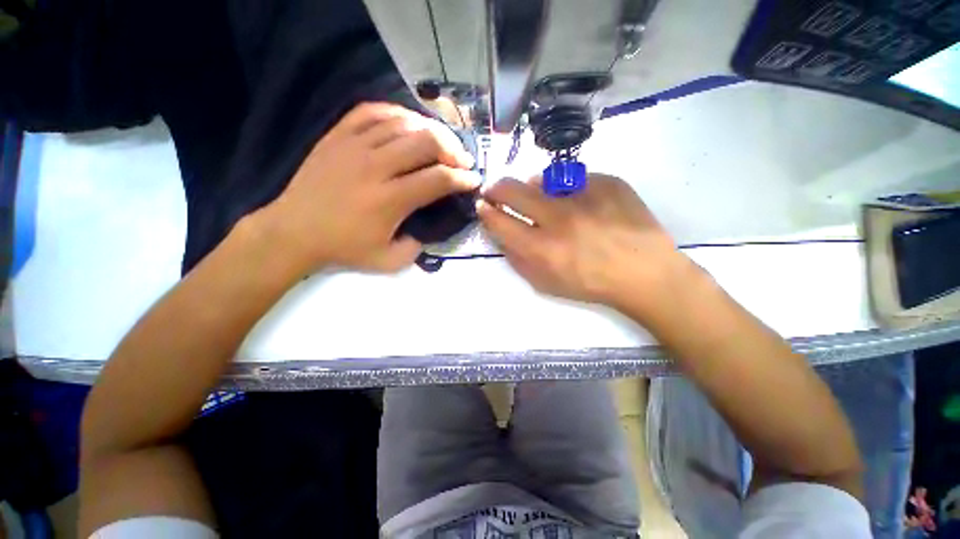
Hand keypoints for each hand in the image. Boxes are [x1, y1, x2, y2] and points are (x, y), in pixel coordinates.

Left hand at [254, 103, 478, 273]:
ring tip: (441, 141)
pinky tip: (409, 122)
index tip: (473, 180)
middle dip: (453, 149)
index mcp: (390, 200)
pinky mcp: (337, 136)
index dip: (462, 178)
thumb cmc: (343, 249)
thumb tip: (428, 228)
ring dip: (430, 130)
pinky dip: (397, 113)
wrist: (293, 232)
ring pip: (402, 123)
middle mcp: (375, 167)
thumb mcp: (388, 261)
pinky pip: (372, 111)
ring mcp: (354, 146)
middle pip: (426, 142)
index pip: (438, 179)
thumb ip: (417, 247)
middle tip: (462, 160)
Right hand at [477, 174, 694, 312]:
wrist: (644, 273)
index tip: (483, 205)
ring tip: (544, 200)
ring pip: (542, 179)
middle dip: (496, 188)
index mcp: (542, 248)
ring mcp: (585, 195)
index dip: (486, 211)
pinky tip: (579, 202)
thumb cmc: (590, 284)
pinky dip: (569, 189)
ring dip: (533, 189)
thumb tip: (502, 235)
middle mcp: (559, 218)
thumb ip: (518, 259)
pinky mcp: (608, 182)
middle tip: (496, 191)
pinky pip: (576, 179)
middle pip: (512, 189)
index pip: (499, 221)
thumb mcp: (546, 283)